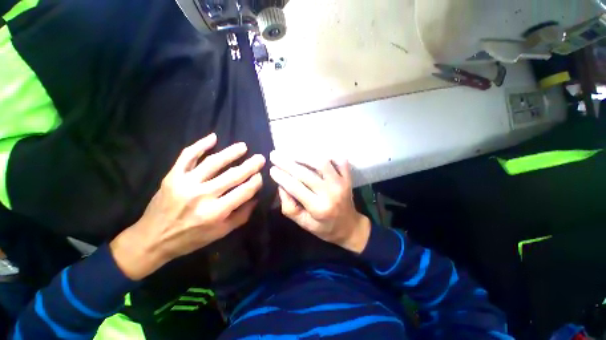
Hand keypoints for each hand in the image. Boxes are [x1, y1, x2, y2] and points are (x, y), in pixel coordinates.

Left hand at [111, 134, 264, 279]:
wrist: (152, 239)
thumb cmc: (191, 238)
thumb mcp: (221, 233)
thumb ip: (242, 215)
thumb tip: (255, 197)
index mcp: (215, 212)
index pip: (243, 191)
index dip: (255, 182)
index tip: (260, 176)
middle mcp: (202, 196)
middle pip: (232, 175)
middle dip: (250, 165)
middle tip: (260, 157)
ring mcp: (185, 183)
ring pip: (213, 162)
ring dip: (231, 153)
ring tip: (243, 146)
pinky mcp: (172, 176)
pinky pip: (187, 156)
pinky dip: (200, 145)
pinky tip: (213, 137)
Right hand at [269, 151, 370, 253]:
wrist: (349, 227)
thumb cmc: (324, 227)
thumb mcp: (303, 223)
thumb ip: (289, 207)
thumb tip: (281, 186)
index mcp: (319, 208)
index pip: (295, 187)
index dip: (282, 176)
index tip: (271, 169)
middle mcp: (331, 193)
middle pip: (306, 173)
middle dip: (287, 162)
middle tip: (275, 155)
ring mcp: (341, 183)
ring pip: (322, 162)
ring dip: (304, 155)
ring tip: (291, 152)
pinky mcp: (348, 177)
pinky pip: (339, 160)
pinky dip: (327, 154)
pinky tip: (315, 153)